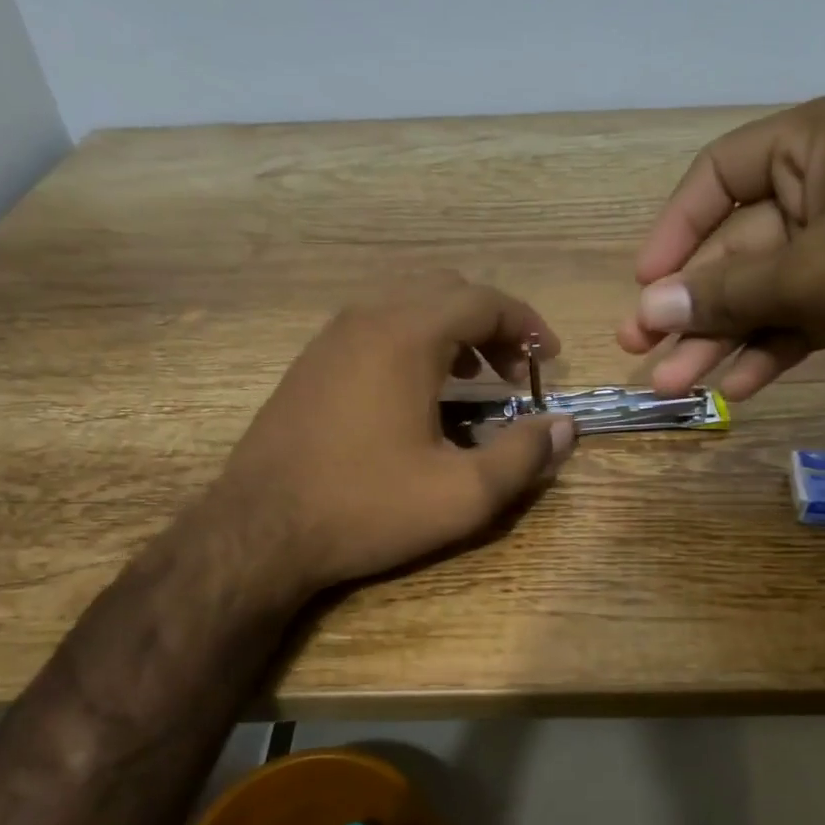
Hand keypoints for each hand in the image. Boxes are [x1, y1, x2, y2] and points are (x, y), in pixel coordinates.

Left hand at [215, 273, 573, 593]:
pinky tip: (418, 395)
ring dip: (452, 333)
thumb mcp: (461, 495)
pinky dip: (414, 343)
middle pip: (448, 292)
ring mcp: (331, 337)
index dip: (527, 324)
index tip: (549, 360)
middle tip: (514, 374)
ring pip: (408, 306)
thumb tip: (566, 427)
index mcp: (407, 335)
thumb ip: (524, 456)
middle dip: (492, 326)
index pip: (485, 300)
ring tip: (473, 382)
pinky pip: (376, 329)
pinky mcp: (310, 363)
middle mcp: (367, 318)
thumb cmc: (365, 508)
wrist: (258, 531)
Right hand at [616, 87, 824, 408]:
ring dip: (721, 337)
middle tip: (640, 348)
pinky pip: (801, 317)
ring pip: (767, 290)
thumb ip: (727, 292)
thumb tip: (649, 307)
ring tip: (675, 384)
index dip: (676, 228)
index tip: (646, 281)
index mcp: (824, 141)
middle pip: (739, 245)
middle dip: (692, 303)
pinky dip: (770, 350)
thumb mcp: (814, 273)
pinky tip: (736, 388)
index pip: (722, 172)